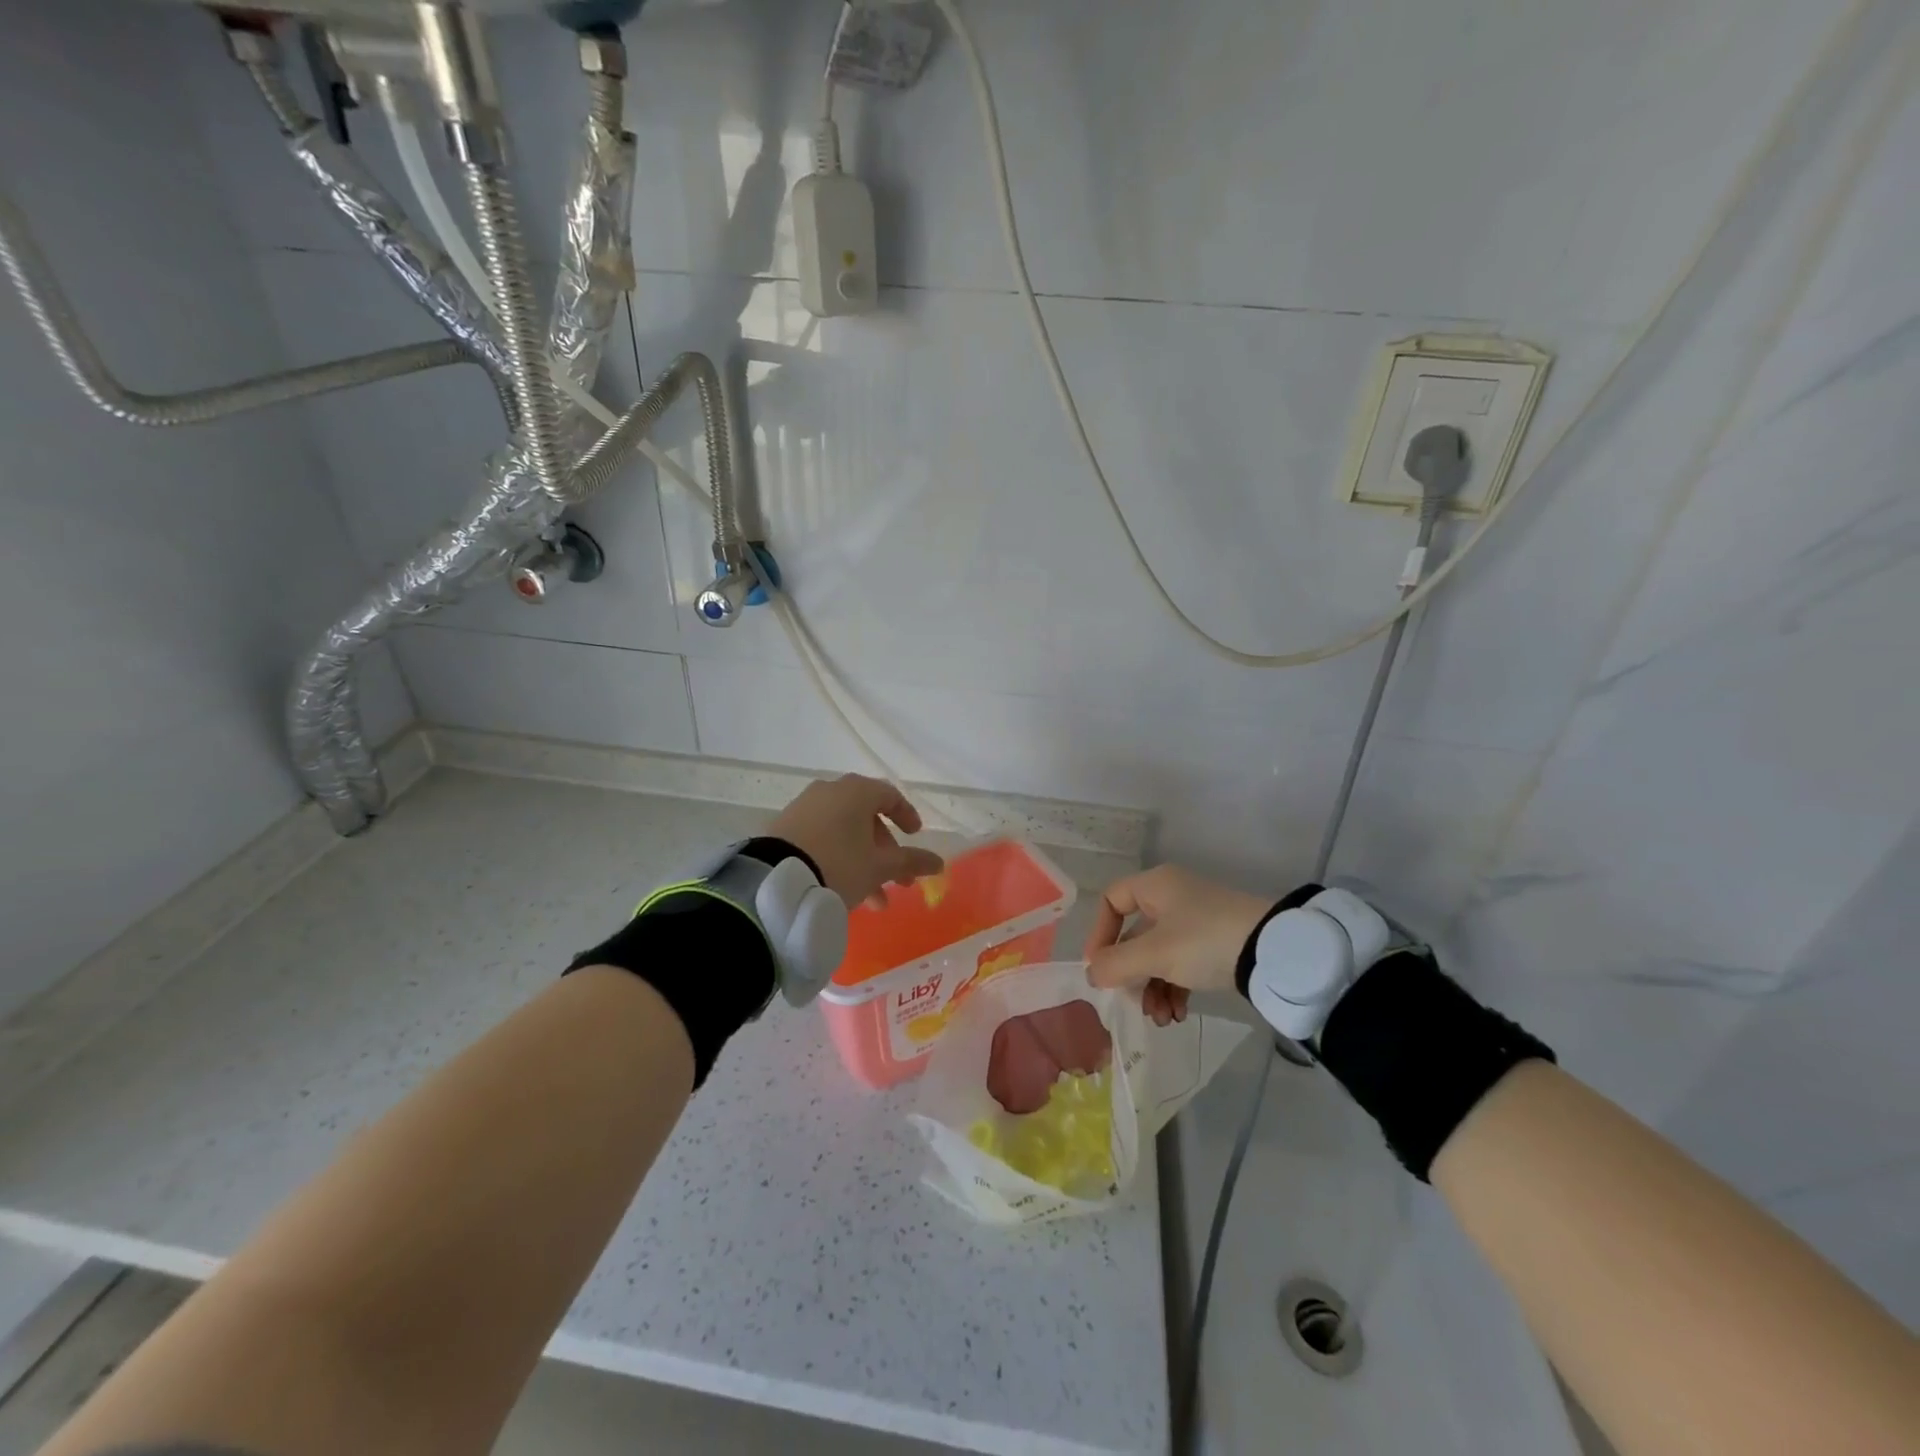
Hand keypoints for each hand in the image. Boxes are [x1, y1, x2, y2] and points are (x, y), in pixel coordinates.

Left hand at [768, 774, 945, 909]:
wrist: (775, 881)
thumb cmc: (839, 865)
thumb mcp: (879, 867)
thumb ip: (911, 862)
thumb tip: (939, 863)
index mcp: (856, 791)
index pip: (889, 795)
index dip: (906, 815)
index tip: (914, 836)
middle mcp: (829, 791)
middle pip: (866, 817)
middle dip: (885, 852)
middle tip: (897, 881)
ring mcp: (804, 808)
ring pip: (844, 832)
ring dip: (863, 862)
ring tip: (872, 902)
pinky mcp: (784, 828)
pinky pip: (821, 838)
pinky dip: (838, 857)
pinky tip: (841, 889)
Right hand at [1083, 866, 1270, 1025]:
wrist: (1274, 950)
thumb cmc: (1203, 941)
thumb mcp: (1154, 955)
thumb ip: (1116, 965)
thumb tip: (1091, 974)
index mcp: (1155, 886)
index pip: (1112, 901)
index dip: (1099, 933)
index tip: (1099, 967)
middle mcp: (1172, 897)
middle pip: (1136, 935)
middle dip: (1132, 974)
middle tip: (1132, 1001)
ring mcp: (1196, 920)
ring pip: (1159, 954)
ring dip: (1153, 988)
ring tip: (1161, 1019)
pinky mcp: (1216, 942)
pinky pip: (1183, 963)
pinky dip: (1175, 988)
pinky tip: (1178, 1014)